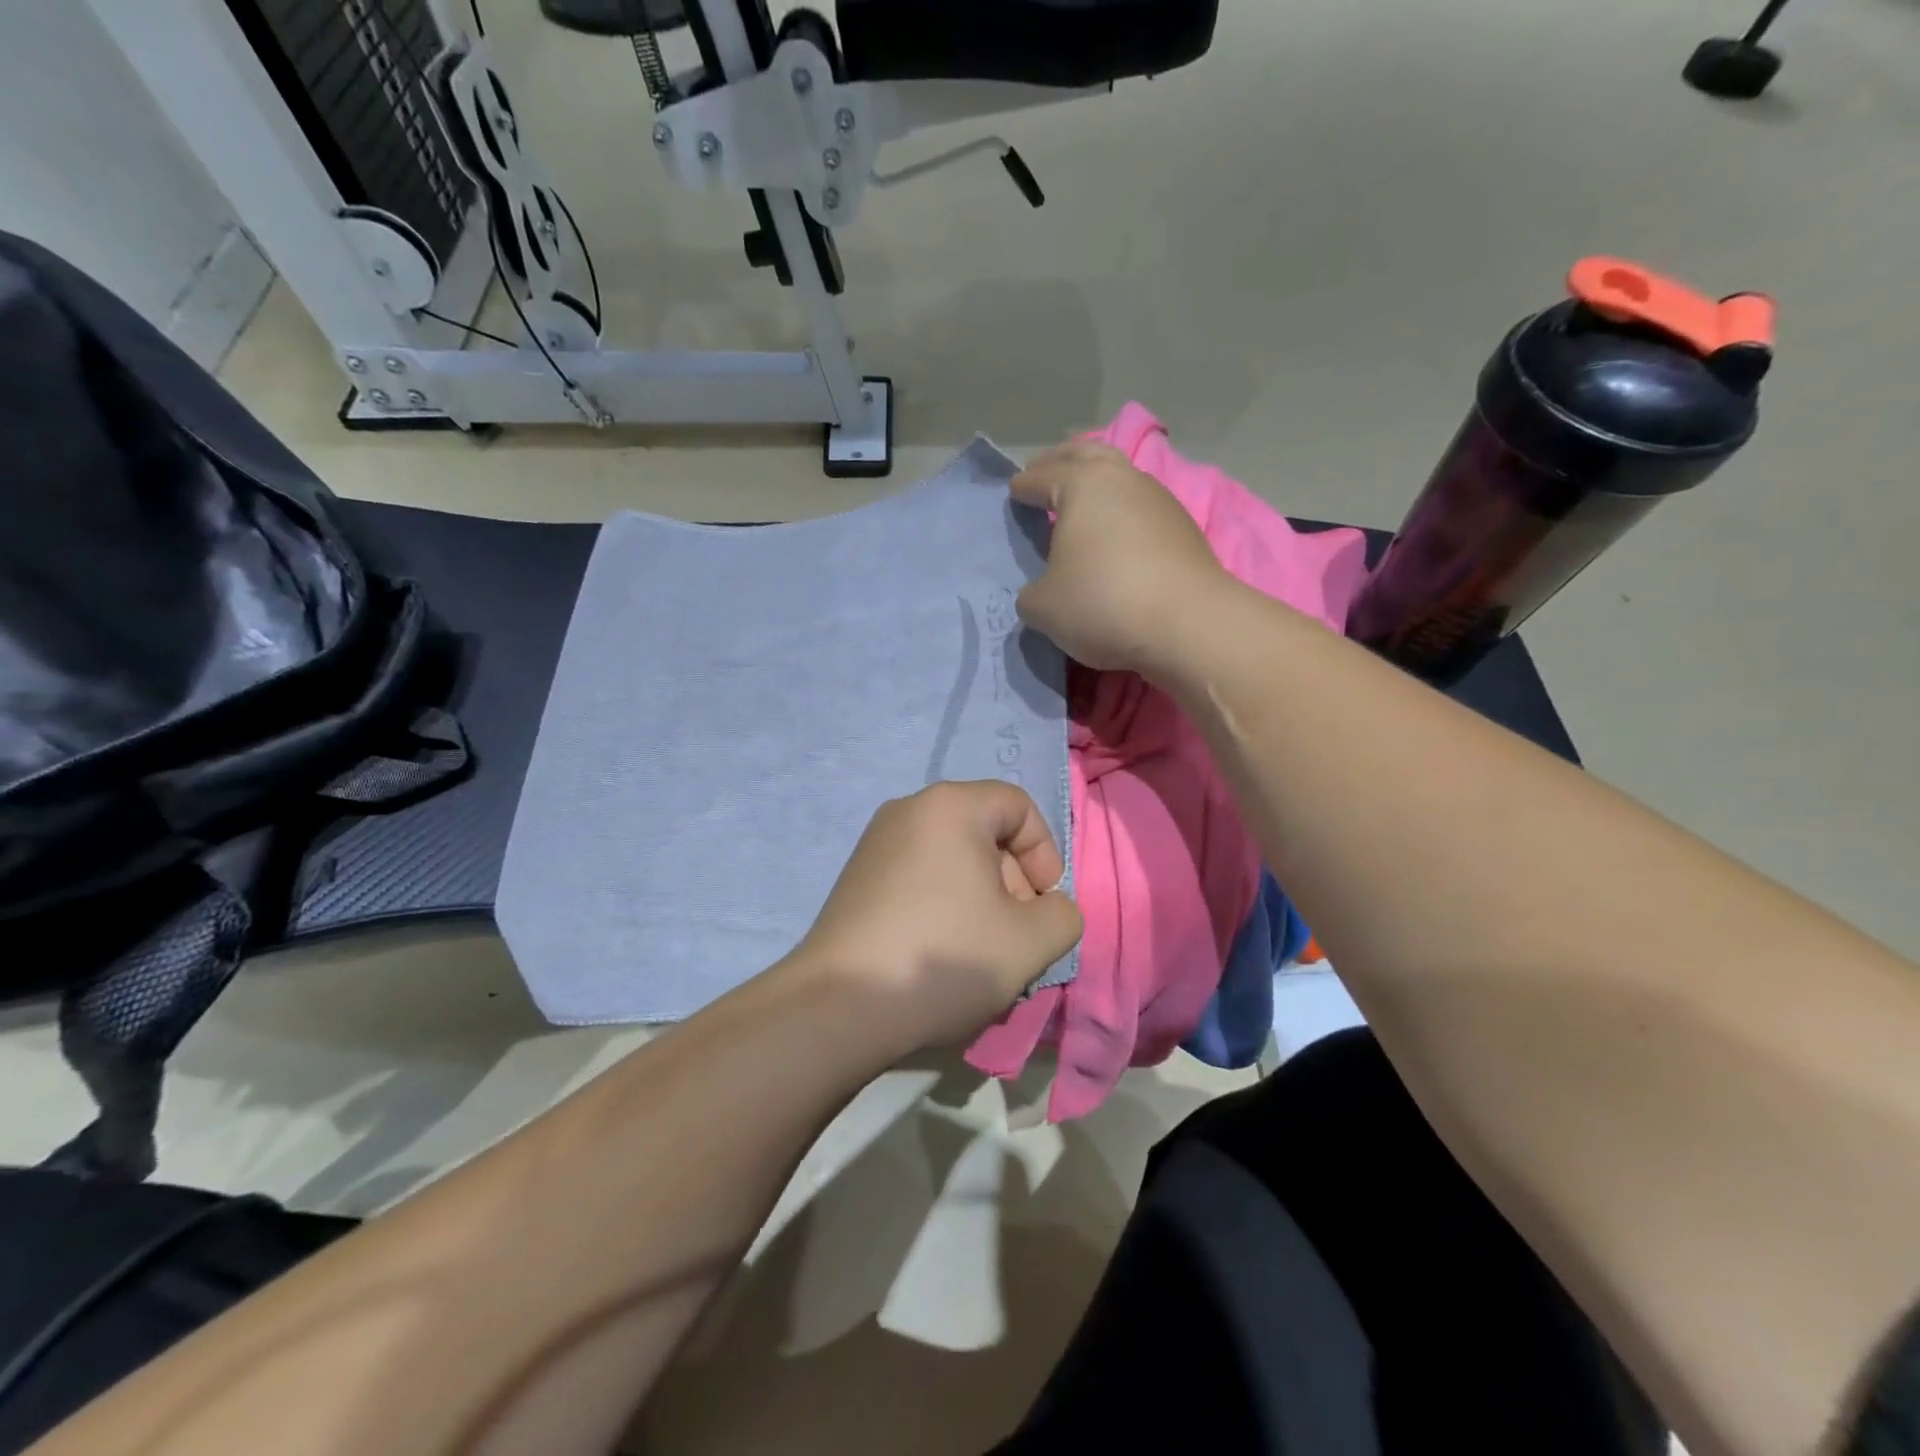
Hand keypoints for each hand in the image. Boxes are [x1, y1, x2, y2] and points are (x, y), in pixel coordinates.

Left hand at [791, 781, 1083, 1056]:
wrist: (840, 1006)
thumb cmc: (945, 958)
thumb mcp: (1030, 942)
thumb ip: (1063, 915)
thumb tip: (1049, 908)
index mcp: (950, 806)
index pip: (1019, 806)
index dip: (1045, 853)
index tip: (1043, 905)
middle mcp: (908, 811)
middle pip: (984, 834)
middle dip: (1013, 884)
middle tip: (1015, 937)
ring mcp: (875, 845)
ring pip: (953, 862)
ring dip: (980, 902)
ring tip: (979, 955)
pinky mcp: (856, 880)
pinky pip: (919, 879)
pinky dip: (943, 908)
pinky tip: (940, 957)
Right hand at [1012, 440, 1231, 673]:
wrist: (1188, 625)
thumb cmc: (1103, 604)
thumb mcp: (1043, 608)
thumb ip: (1032, 593)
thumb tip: (1043, 591)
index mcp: (1082, 485)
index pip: (1043, 476)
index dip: (1024, 485)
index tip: (1014, 491)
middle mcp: (1123, 479)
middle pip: (1087, 454)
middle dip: (1062, 460)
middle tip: (1045, 472)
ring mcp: (1159, 499)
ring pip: (1121, 476)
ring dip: (1098, 483)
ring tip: (1082, 502)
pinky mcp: (1184, 527)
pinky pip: (1142, 507)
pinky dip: (1122, 511)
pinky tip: (1116, 533)